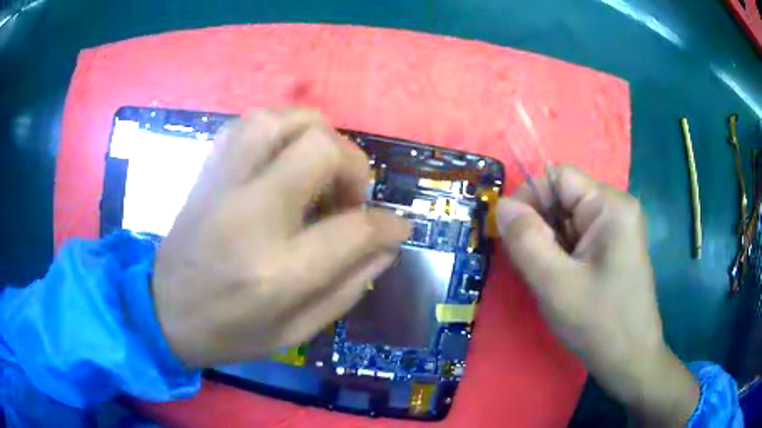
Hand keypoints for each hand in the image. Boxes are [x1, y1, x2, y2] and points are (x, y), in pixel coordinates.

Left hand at [152, 109, 408, 367]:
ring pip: (280, 120)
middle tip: (351, 196)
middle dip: (354, 165)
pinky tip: (284, 156)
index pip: (354, 229)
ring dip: (317, 135)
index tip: (396, 227)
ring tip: (321, 168)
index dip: (388, 225)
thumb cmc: (230, 332)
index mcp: (277, 272)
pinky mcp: (206, 173)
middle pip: (319, 150)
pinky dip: (278, 129)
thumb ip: (349, 288)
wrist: (163, 312)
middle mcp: (250, 215)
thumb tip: (386, 245)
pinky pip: (247, 124)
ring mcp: (222, 186)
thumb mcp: (296, 332)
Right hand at [497, 166, 698, 425]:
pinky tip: (562, 280)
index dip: (529, 198)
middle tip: (531, 264)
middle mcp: (616, 208)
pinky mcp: (613, 246)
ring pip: (567, 219)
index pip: (557, 177)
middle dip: (540, 226)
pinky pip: (578, 236)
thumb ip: (525, 240)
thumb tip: (502, 206)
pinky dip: (561, 253)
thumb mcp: (555, 284)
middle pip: (563, 197)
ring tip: (549, 278)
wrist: (630, 359)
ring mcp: (617, 228)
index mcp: (610, 206)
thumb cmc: (598, 323)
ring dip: (549, 243)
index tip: (511, 235)